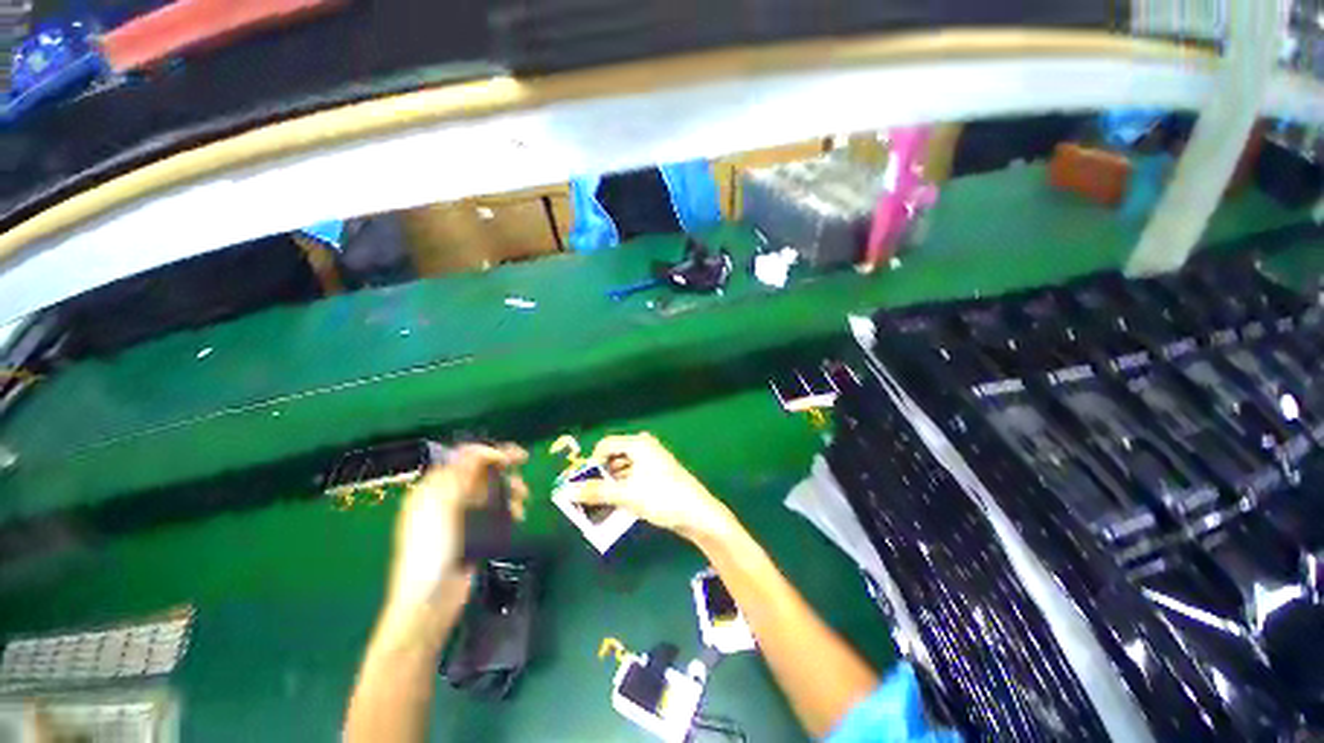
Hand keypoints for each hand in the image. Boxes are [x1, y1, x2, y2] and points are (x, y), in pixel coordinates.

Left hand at [387, 443, 528, 613]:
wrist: (431, 599)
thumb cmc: (431, 549)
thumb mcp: (442, 505)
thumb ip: (461, 473)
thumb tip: (484, 450)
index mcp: (433, 489)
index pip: (463, 458)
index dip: (488, 452)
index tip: (512, 455)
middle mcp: (447, 498)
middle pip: (480, 472)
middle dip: (503, 468)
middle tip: (523, 465)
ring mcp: (462, 516)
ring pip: (491, 491)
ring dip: (510, 489)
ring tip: (523, 498)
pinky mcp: (474, 532)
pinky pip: (495, 510)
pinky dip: (509, 507)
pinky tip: (518, 514)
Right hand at [557, 432, 732, 542]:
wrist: (697, 514)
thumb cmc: (661, 497)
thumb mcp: (626, 494)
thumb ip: (596, 492)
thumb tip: (568, 491)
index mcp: (638, 444)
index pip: (605, 445)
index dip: (591, 462)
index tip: (583, 483)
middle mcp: (645, 447)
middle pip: (615, 456)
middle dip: (601, 474)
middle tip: (589, 495)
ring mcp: (654, 461)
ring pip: (624, 468)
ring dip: (611, 484)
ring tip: (600, 503)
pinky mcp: (659, 475)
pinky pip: (634, 477)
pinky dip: (624, 487)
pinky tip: (619, 504)